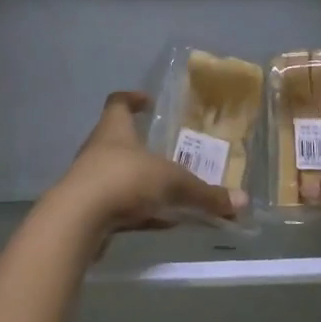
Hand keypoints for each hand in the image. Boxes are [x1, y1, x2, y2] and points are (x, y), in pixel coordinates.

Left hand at [50, 92, 246, 239]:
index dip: (132, 99)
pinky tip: (159, 222)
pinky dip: (139, 211)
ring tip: (169, 190)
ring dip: (141, 181)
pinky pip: (118, 206)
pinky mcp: (89, 210)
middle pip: (118, 139)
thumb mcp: (172, 183)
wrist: (78, 220)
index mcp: (114, 129)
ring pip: (118, 175)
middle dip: (141, 145)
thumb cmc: (124, 180)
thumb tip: (242, 202)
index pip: (118, 103)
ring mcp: (90, 180)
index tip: (147, 101)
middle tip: (168, 151)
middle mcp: (98, 149)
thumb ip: (205, 193)